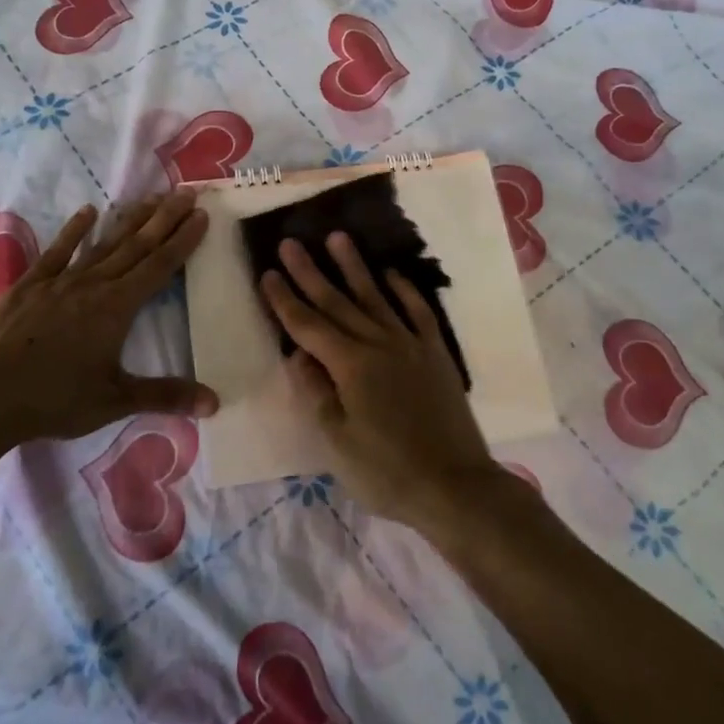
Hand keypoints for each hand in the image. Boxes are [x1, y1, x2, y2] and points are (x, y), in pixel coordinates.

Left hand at [0, 191, 216, 447]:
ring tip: (150, 198)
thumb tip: (215, 403)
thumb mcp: (115, 401)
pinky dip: (74, 230)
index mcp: (117, 308)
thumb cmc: (55, 400)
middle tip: (186, 193)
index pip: (159, 267)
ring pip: (104, 243)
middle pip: (136, 246)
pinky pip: (58, 251)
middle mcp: (94, 285)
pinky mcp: (30, 284)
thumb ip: (165, 396)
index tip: (201, 215)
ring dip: (130, 220)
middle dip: (164, 219)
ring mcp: (60, 281)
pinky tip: (88, 212)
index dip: (182, 240)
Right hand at [260, 232, 508, 529]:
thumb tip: (297, 355)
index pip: (308, 326)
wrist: (455, 486)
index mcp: (349, 366)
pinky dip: (403, 290)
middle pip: (337, 302)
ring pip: (375, 296)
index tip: (268, 273)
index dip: (285, 300)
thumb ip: (316, 392)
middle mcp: (378, 344)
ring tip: (338, 238)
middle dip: (310, 272)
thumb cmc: (387, 471)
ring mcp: (410, 345)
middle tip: (291, 243)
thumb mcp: (338, 441)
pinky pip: (417, 311)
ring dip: (354, 267)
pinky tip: (391, 273)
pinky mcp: (435, 353)